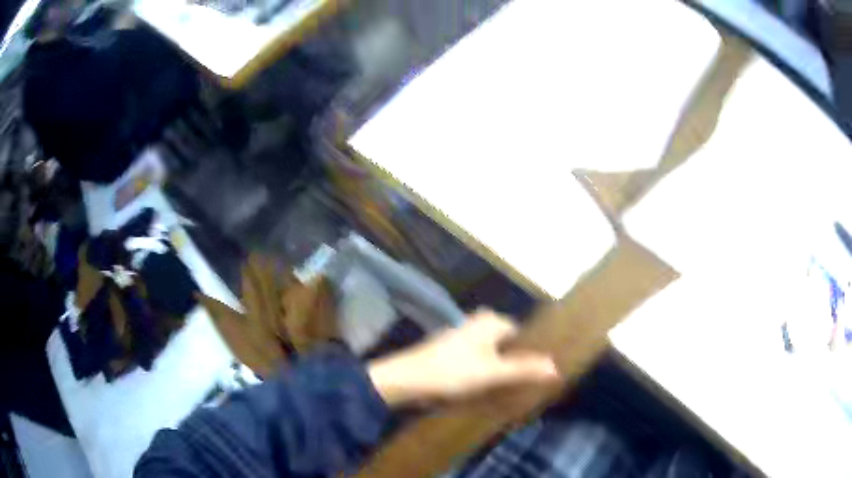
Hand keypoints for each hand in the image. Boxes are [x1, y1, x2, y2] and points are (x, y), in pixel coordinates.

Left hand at [367, 310, 558, 405]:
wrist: (407, 380)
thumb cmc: (452, 372)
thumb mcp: (493, 372)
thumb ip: (524, 369)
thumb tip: (555, 368)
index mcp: (490, 322)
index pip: (521, 334)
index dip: (530, 353)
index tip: (536, 373)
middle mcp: (477, 324)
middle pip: (506, 344)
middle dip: (515, 362)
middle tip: (524, 384)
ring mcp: (462, 338)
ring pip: (491, 354)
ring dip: (500, 369)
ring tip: (509, 390)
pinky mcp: (451, 353)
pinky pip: (477, 361)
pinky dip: (483, 372)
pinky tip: (485, 390)